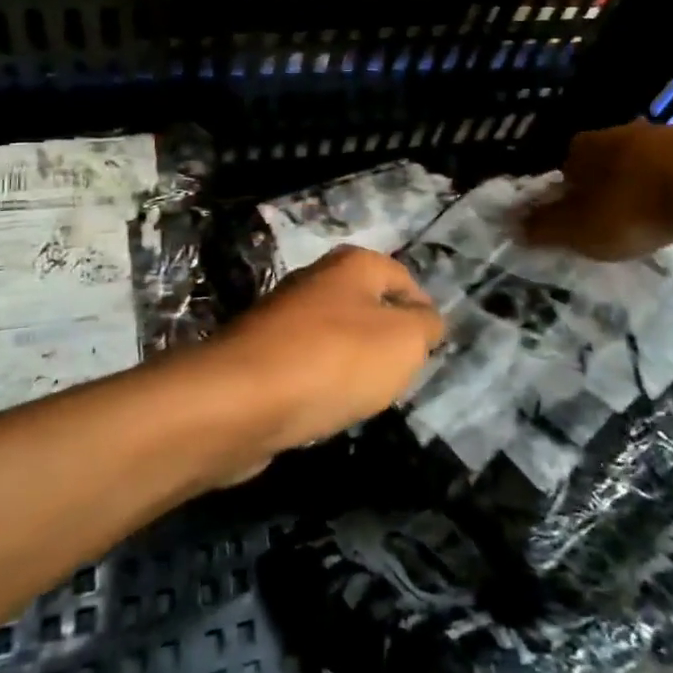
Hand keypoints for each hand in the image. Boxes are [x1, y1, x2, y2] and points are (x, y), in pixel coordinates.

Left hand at [205, 246, 444, 455]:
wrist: (241, 400)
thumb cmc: (335, 361)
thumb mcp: (404, 341)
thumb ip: (426, 326)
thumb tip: (426, 320)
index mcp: (352, 265)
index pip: (402, 278)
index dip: (422, 311)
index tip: (431, 349)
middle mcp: (315, 279)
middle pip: (366, 306)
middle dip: (385, 340)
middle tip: (399, 375)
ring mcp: (282, 317)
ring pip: (335, 337)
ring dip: (351, 364)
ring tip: (362, 396)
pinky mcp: (258, 355)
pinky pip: (304, 365)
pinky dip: (318, 384)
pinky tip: (322, 407)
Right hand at [522, 119, 672, 259]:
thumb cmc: (633, 207)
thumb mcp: (579, 230)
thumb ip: (544, 228)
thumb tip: (510, 224)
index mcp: (583, 148)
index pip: (565, 166)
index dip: (569, 192)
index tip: (579, 218)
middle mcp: (619, 131)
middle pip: (606, 160)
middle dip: (609, 185)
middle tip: (618, 220)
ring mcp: (665, 132)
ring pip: (645, 160)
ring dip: (647, 183)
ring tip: (656, 216)